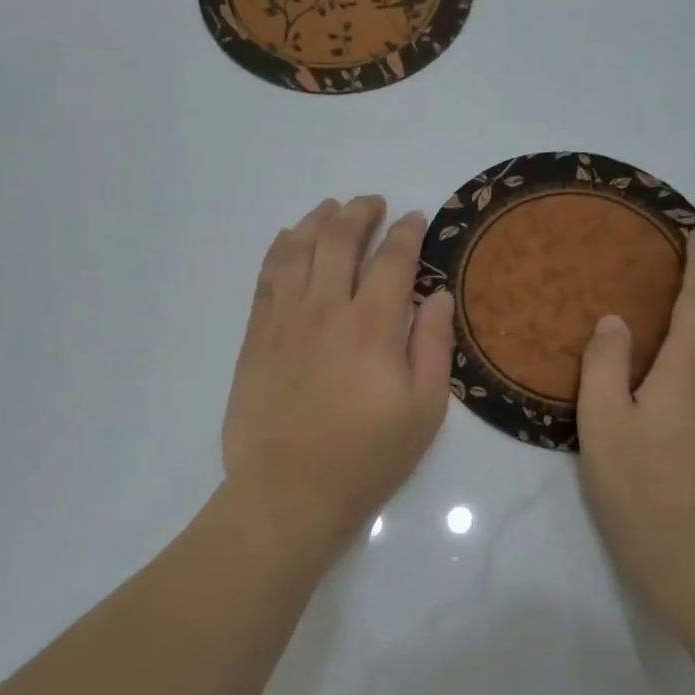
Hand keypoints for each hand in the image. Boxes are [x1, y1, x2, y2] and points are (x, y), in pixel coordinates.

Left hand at [222, 195, 454, 555]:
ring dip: (317, 221)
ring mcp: (284, 320)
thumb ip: (432, 346)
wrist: (289, 491)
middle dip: (359, 213)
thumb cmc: (366, 458)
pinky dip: (280, 249)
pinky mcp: (256, 337)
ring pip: (298, 250)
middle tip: (373, 203)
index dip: (407, 232)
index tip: (416, 218)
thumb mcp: (424, 411)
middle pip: (339, 240)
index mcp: (373, 325)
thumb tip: (439, 295)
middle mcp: (325, 309)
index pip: (393, 259)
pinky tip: (289, 240)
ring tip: (331, 209)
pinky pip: (267, 277)